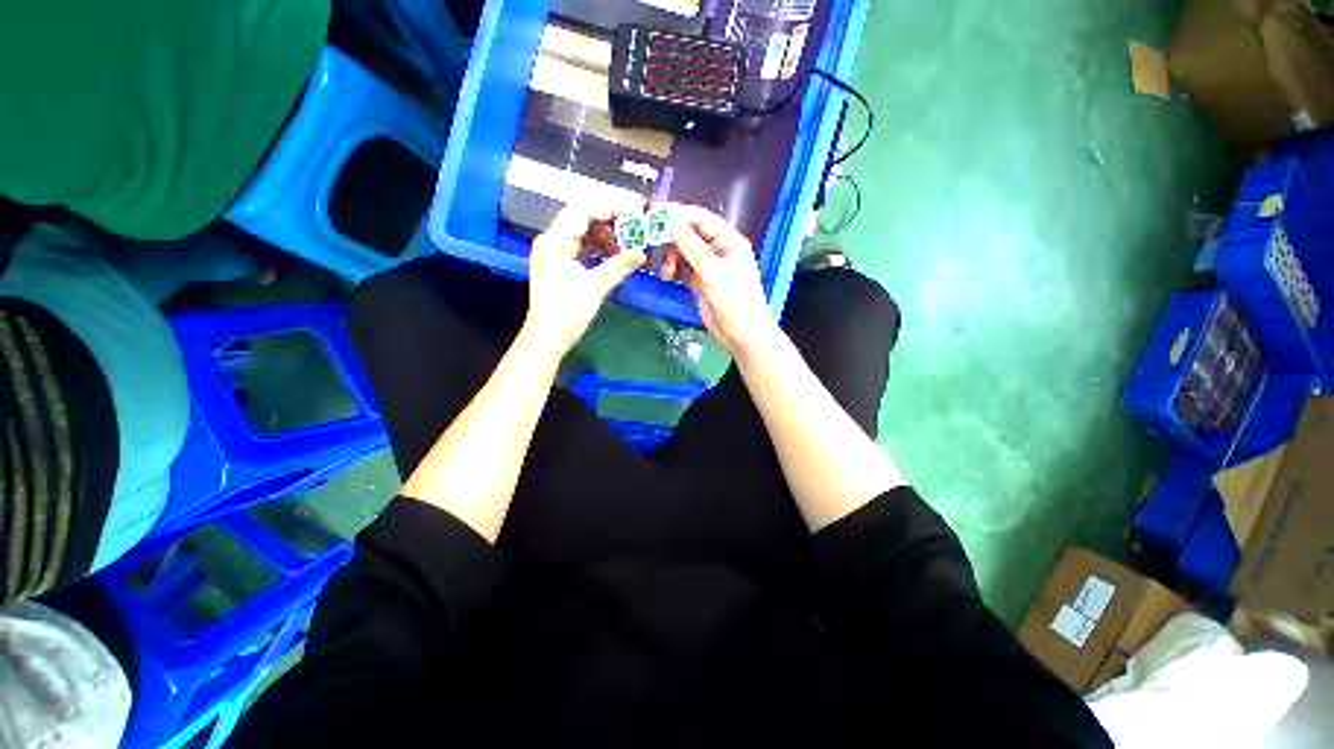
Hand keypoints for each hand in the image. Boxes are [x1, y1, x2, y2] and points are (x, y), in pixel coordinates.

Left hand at [524, 202, 646, 357]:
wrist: (547, 337)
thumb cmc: (567, 311)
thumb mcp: (595, 287)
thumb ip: (619, 266)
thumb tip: (642, 253)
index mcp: (554, 240)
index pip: (582, 210)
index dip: (609, 207)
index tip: (633, 212)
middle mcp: (552, 241)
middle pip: (582, 219)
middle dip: (609, 222)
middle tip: (633, 230)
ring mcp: (555, 254)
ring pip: (583, 234)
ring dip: (605, 237)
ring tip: (625, 248)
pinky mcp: (560, 266)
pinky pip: (581, 248)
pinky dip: (597, 250)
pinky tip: (613, 257)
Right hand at [659, 204, 777, 357]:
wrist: (741, 336)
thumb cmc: (736, 303)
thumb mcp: (714, 273)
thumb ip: (692, 248)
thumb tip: (672, 222)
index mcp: (730, 241)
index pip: (702, 219)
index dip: (679, 214)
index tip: (655, 212)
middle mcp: (718, 251)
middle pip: (690, 234)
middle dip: (672, 238)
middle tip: (652, 240)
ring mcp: (708, 268)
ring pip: (683, 253)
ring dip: (671, 257)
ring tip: (665, 271)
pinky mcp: (699, 283)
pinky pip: (682, 270)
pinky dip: (673, 270)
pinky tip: (667, 276)